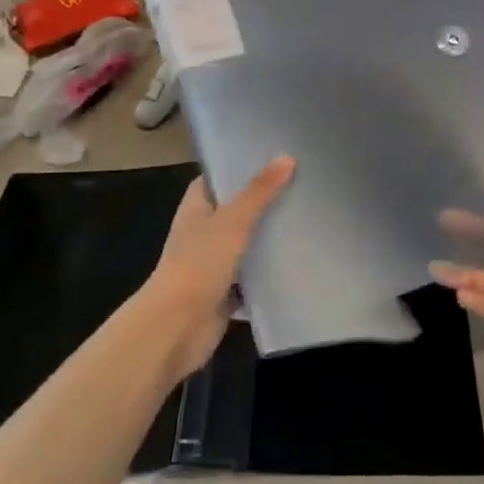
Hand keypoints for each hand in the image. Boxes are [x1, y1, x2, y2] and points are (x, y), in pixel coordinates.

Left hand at [139, 156, 293, 379]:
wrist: (177, 327)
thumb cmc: (199, 263)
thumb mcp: (233, 221)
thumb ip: (260, 191)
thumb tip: (286, 157)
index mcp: (196, 207)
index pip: (219, 177)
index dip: (242, 166)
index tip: (275, 156)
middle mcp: (202, 231)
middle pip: (236, 209)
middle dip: (264, 201)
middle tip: (303, 185)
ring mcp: (212, 263)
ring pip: (246, 244)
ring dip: (269, 237)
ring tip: (307, 218)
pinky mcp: (225, 291)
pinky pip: (252, 276)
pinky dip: (269, 272)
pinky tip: (298, 261)